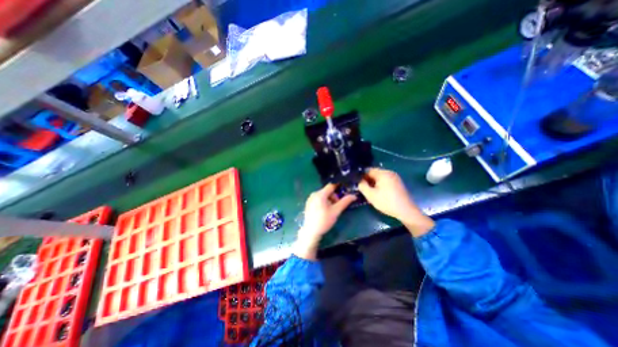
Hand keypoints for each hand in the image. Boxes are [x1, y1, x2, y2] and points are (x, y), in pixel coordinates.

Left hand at [295, 184, 357, 259]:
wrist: (311, 231)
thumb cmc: (324, 221)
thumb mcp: (336, 211)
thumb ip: (345, 202)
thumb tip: (354, 196)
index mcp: (320, 194)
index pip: (331, 185)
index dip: (339, 187)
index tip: (344, 192)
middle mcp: (314, 194)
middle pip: (327, 191)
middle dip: (334, 196)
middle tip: (337, 206)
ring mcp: (310, 198)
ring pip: (323, 195)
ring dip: (329, 200)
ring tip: (331, 210)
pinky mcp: (309, 203)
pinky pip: (318, 198)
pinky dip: (323, 202)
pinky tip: (325, 211)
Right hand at [358, 168, 433, 238]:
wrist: (406, 211)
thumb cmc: (386, 202)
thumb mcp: (370, 195)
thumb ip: (362, 186)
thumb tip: (359, 181)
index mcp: (383, 173)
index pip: (368, 170)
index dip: (362, 177)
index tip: (358, 184)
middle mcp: (390, 172)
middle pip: (375, 173)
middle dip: (368, 180)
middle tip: (363, 189)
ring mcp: (395, 178)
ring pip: (380, 178)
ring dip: (374, 183)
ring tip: (370, 192)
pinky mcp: (398, 183)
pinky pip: (386, 181)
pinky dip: (380, 185)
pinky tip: (379, 194)